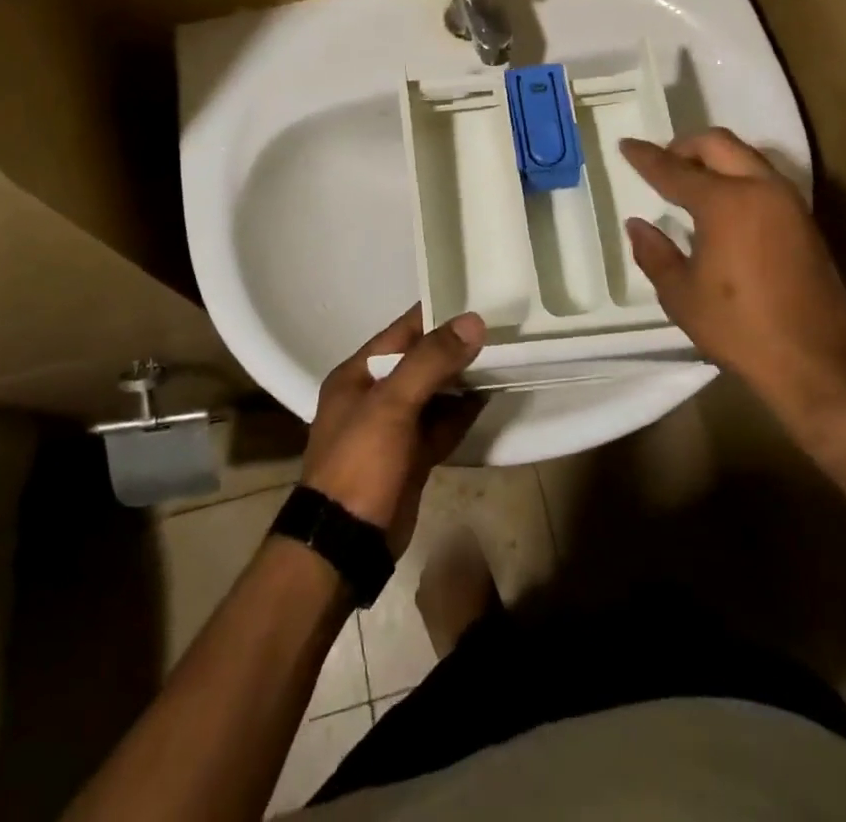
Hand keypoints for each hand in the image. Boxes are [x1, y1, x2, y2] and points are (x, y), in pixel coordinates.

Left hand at [302, 307, 486, 556]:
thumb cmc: (360, 463)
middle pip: (421, 361)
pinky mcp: (411, 457)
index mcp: (358, 374)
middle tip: (499, 329)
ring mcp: (393, 429)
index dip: (437, 314)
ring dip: (462, 380)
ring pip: (434, 393)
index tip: (477, 299)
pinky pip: (440, 424)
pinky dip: (461, 412)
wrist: (345, 546)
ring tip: (501, 358)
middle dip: (455, 348)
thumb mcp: (392, 404)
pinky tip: (487, 398)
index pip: (402, 331)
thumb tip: (473, 321)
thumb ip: (431, 360)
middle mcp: (374, 395)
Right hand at [621, 129, 845, 441]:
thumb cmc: (740, 329)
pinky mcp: (805, 220)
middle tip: (662, 161)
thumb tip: (637, 224)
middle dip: (685, 146)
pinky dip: (737, 176)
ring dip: (715, 158)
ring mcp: (788, 202)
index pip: (674, 169)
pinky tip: (723, 204)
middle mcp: (760, 188)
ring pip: (746, 156)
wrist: (817, 362)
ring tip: (690, 180)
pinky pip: (764, 178)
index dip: (645, 157)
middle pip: (718, 144)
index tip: (625, 145)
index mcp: (725, 202)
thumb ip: (655, 253)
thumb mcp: (681, 295)